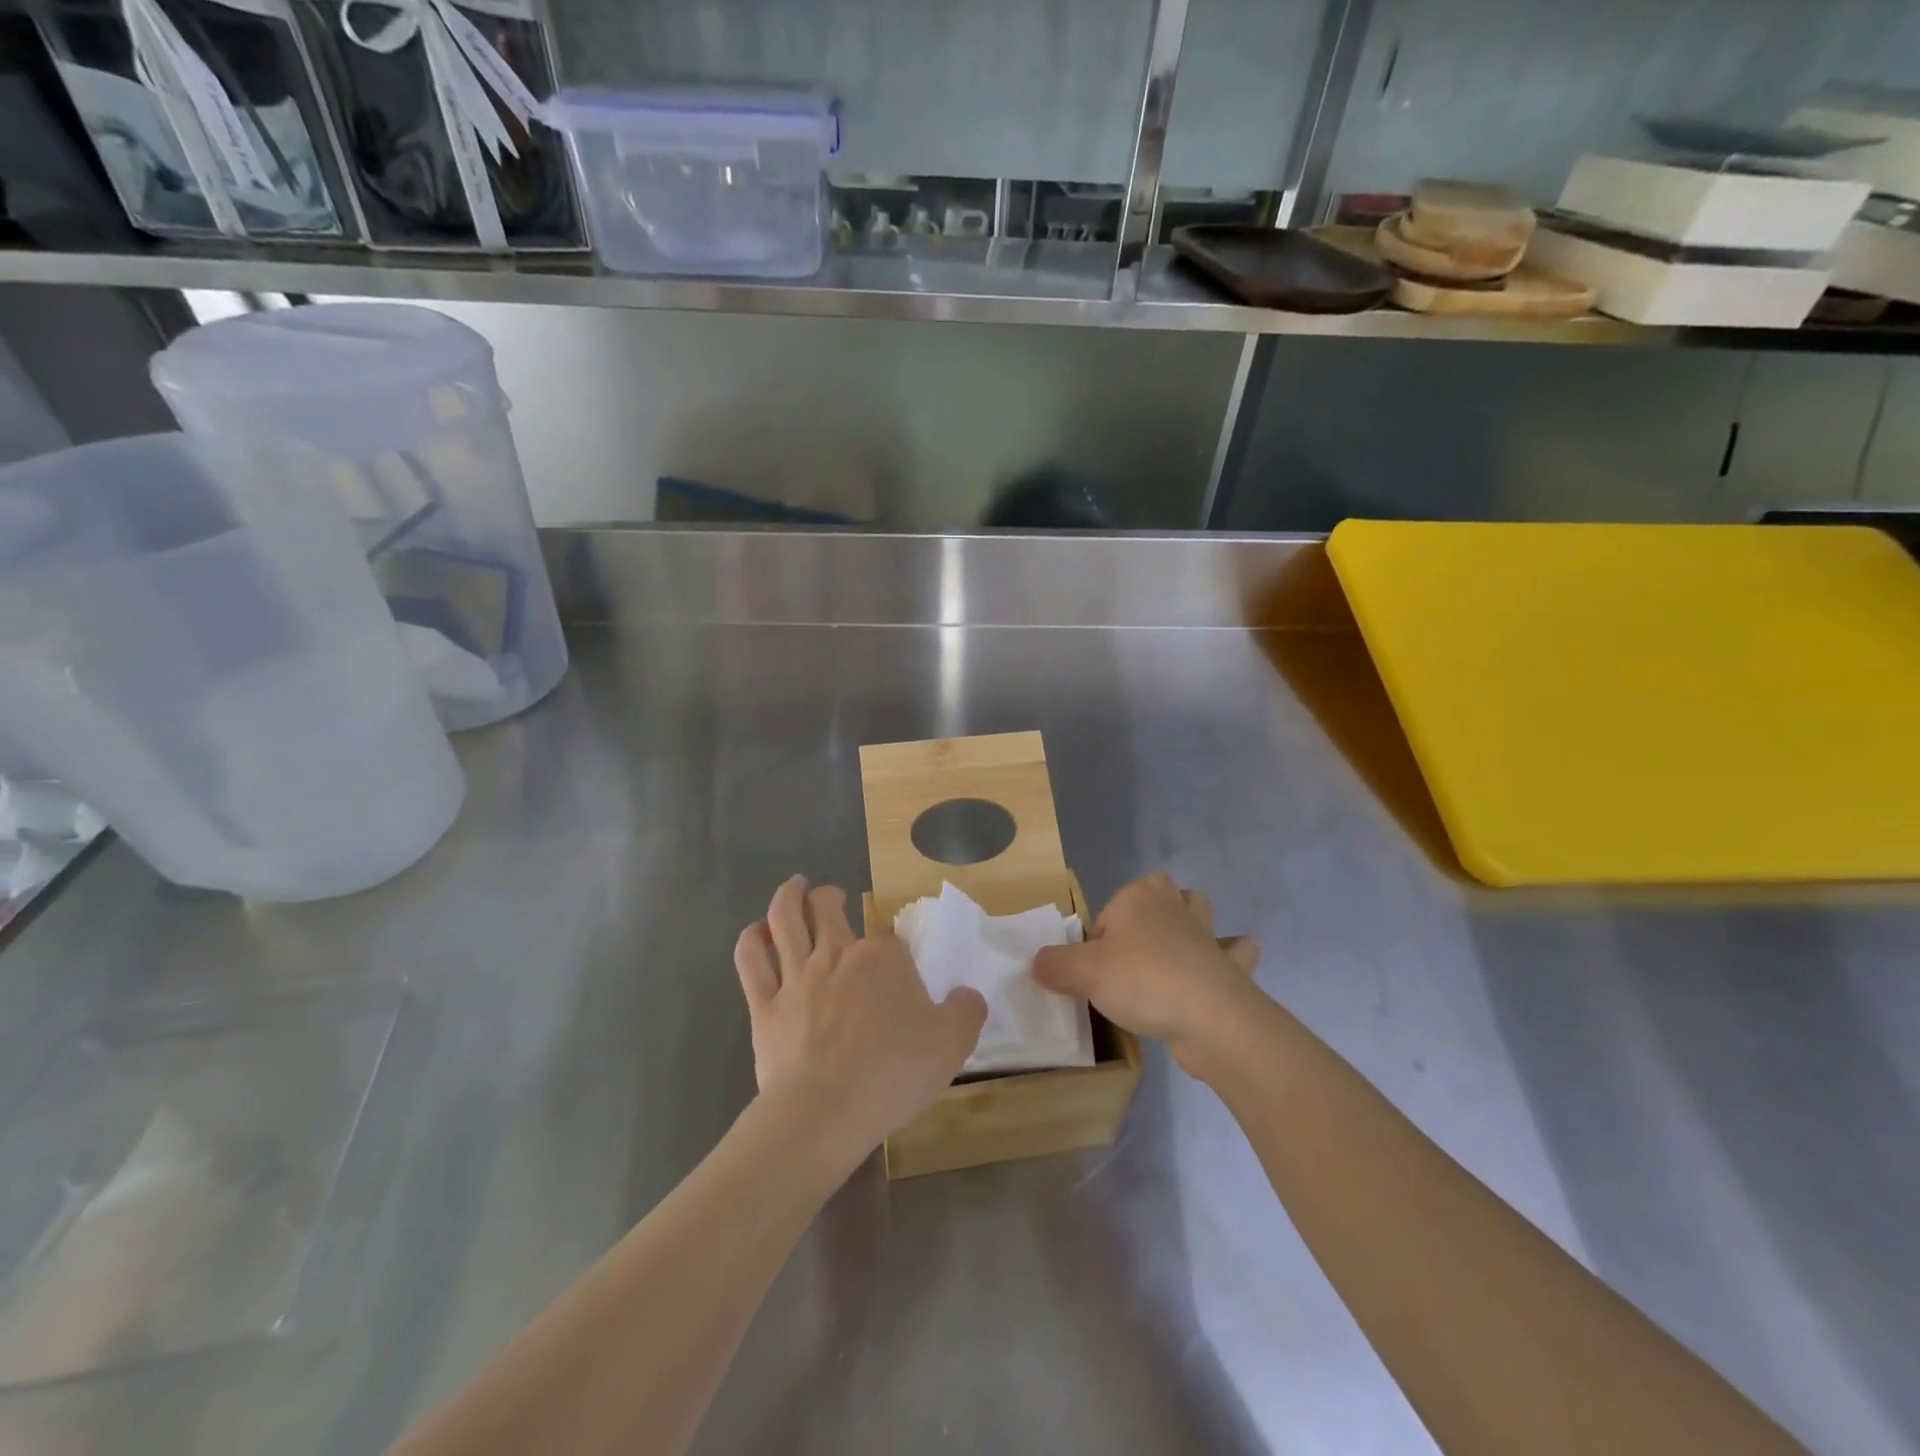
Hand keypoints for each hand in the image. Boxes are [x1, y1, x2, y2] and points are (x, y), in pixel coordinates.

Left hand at [734, 876, 987, 1170]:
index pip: (888, 938)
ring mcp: (796, 976)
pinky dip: (752, 939)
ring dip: (788, 897)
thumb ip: (966, 1011)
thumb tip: (966, 995)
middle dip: (829, 896)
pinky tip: (757, 933)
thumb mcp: (953, 1044)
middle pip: (827, 907)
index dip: (891, 948)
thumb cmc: (893, 1073)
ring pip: (784, 919)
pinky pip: (752, 960)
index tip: (896, 964)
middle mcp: (836, 954)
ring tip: (794, 888)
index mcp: (883, 958)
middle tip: (832, 896)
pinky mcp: (764, 1005)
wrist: (825, 1111)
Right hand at [1033, 873, 1260, 1077]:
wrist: (1211, 1019)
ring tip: (1174, 950)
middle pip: (1161, 891)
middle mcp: (1174, 908)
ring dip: (1192, 923)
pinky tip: (1217, 974)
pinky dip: (1229, 959)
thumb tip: (1038, 964)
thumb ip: (1054, 965)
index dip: (1098, 936)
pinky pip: (1234, 955)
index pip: (1109, 908)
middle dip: (1151, 908)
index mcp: (1138, 899)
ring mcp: (1207, 936)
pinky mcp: (1229, 969)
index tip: (1093, 969)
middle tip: (1132, 950)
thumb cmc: (1142, 982)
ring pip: (1201, 912)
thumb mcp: (1082, 973)